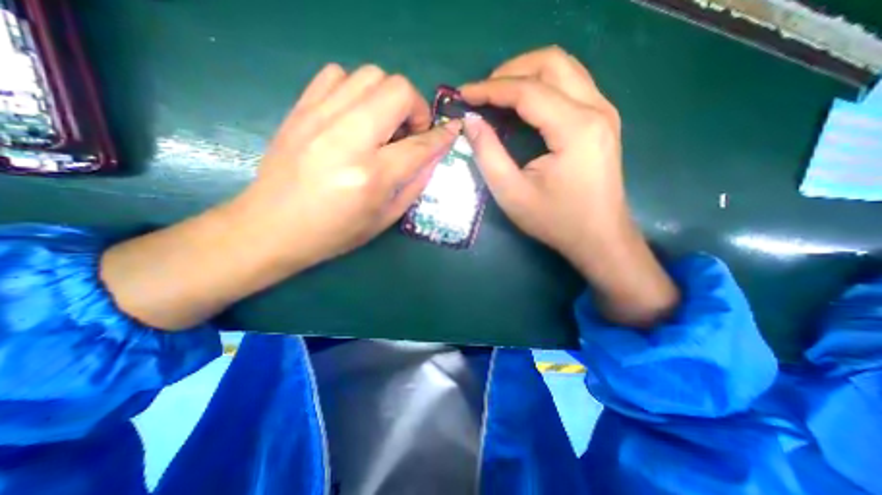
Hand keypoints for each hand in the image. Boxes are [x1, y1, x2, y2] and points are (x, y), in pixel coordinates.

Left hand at [103, 64, 457, 327]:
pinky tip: (354, 115)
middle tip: (409, 132)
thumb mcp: (385, 218)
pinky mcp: (300, 110)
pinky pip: (336, 75)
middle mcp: (348, 139)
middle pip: (397, 90)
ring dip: (387, 97)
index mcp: (372, 176)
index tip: (451, 131)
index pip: (420, 145)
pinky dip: (355, 90)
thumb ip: (415, 184)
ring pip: (370, 75)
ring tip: (382, 124)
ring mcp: (319, 119)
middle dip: (416, 108)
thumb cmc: (335, 232)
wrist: (272, 227)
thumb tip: (434, 154)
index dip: (442, 137)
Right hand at [458, 45, 677, 325]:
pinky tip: (523, 105)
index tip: (464, 95)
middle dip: (510, 70)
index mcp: (575, 128)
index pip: (528, 90)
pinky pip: (570, 85)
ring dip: (526, 74)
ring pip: (564, 68)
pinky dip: (542, 86)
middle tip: (483, 93)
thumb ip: (488, 154)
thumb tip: (470, 122)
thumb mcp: (512, 193)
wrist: (599, 237)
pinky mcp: (602, 120)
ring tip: (498, 95)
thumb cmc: (555, 221)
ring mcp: (603, 112)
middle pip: (551, 62)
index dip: (490, 89)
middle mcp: (596, 109)